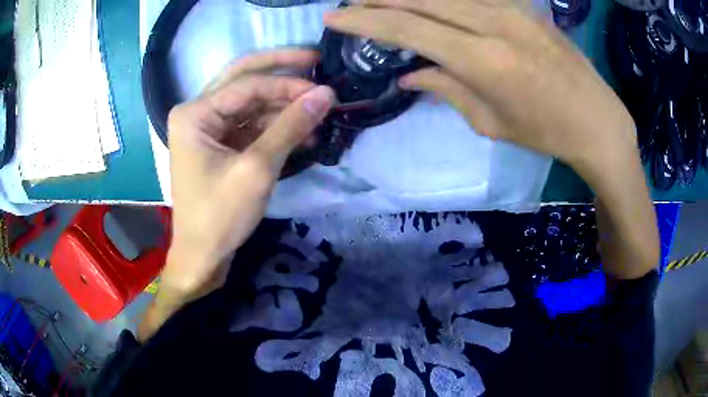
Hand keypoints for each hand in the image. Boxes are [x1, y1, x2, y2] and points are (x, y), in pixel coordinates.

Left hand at [164, 49, 335, 297]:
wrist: (202, 258)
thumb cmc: (220, 217)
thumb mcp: (257, 169)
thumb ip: (290, 127)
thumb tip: (326, 94)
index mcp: (194, 113)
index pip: (247, 84)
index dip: (288, 84)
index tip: (324, 89)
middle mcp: (197, 113)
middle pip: (244, 80)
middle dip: (281, 73)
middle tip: (316, 63)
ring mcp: (207, 129)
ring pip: (250, 103)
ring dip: (283, 107)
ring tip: (318, 113)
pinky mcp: (219, 145)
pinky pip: (250, 125)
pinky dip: (275, 128)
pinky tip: (303, 135)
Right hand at [324, 0, 637, 174]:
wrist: (597, 120)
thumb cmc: (545, 132)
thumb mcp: (491, 122)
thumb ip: (447, 89)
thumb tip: (411, 71)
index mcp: (482, 59)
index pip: (407, 27)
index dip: (365, 19)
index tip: (334, 16)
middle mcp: (492, 22)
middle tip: (351, 2)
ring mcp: (510, 8)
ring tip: (382, 0)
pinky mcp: (523, 6)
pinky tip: (427, 3)